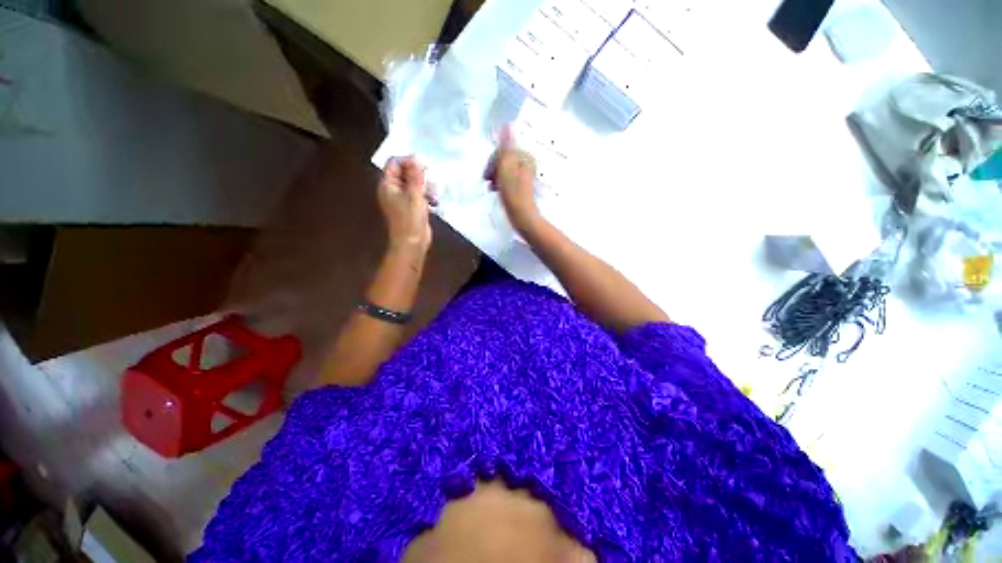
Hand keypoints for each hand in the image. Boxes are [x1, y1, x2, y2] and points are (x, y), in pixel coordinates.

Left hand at [378, 156, 432, 253]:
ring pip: (414, 183)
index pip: (394, 163)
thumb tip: (416, 158)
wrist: (412, 243)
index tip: (424, 167)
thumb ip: (415, 176)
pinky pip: (418, 194)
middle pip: (405, 172)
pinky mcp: (411, 207)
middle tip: (431, 181)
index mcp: (388, 184)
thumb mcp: (415, 194)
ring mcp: (402, 199)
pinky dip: (427, 195)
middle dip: (420, 174)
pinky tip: (435, 202)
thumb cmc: (411, 219)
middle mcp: (393, 189)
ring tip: (435, 194)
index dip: (409, 161)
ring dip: (426, 186)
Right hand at [486, 126, 538, 233]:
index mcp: (525, 155)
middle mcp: (527, 162)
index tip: (487, 175)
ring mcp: (525, 174)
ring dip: (495, 177)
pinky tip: (497, 191)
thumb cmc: (513, 192)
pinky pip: (507, 178)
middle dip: (494, 169)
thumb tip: (507, 124)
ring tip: (493, 188)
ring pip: (503, 169)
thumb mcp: (506, 166)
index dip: (492, 162)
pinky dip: (500, 183)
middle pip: (503, 159)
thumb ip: (506, 146)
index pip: (502, 151)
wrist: (522, 215)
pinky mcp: (521, 184)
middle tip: (489, 182)